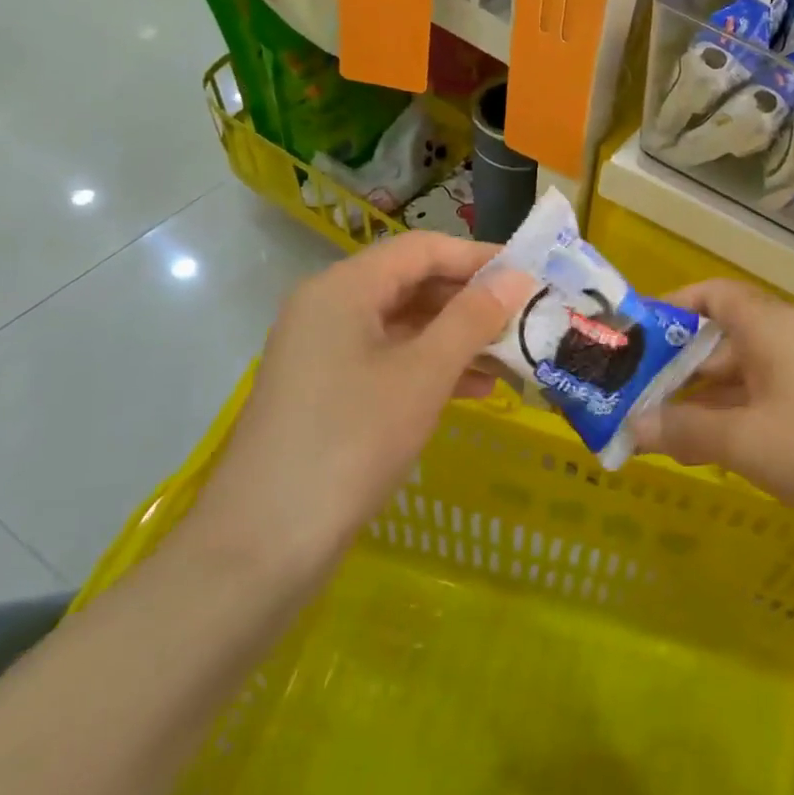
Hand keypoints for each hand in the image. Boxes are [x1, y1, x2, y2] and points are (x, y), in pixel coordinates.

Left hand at [183, 233, 529, 587]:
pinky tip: (477, 390)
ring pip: (405, 326)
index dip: (478, 257)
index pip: (422, 249)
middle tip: (526, 318)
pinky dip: (433, 368)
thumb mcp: (423, 374)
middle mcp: (329, 308)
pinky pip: (391, 361)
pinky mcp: (329, 392)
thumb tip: (517, 277)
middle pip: (413, 284)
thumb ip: (472, 319)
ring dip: (459, 338)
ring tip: (513, 357)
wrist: (264, 545)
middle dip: (472, 301)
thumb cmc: (350, 441)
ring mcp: (326, 352)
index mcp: (344, 289)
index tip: (529, 276)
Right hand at [635, 279, 793, 538]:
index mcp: (769, 325)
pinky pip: (764, 402)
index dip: (671, 309)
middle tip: (630, 399)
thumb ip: (683, 429)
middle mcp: (788, 339)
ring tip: (654, 431)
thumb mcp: (744, 440)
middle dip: (675, 368)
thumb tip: (631, 425)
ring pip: (741, 376)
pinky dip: (732, 419)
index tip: (632, 340)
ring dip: (700, 400)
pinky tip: (706, 452)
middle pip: (721, 339)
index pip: (711, 295)